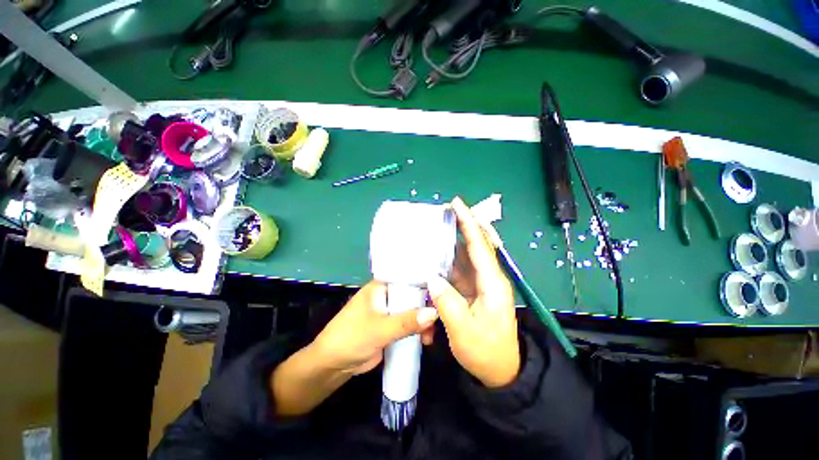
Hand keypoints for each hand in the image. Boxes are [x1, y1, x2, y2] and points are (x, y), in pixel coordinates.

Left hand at [310, 281, 437, 374]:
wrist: (333, 366)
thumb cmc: (351, 338)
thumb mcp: (379, 329)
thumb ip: (406, 322)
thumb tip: (434, 313)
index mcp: (381, 286)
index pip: (406, 276)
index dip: (424, 280)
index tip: (443, 288)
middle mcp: (387, 295)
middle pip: (413, 294)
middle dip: (426, 305)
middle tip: (439, 318)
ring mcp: (390, 311)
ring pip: (413, 310)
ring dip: (423, 320)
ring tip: (430, 336)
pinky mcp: (391, 326)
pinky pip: (409, 324)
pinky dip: (418, 329)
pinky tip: (426, 339)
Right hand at [428, 196, 519, 387]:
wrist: (500, 370)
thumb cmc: (486, 352)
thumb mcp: (465, 331)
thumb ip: (447, 303)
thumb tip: (432, 278)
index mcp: (492, 283)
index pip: (480, 245)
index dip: (468, 223)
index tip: (457, 204)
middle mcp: (488, 277)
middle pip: (476, 244)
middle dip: (464, 224)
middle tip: (446, 210)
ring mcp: (480, 283)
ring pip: (466, 254)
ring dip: (454, 240)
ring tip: (438, 227)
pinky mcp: (472, 289)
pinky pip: (459, 267)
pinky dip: (449, 257)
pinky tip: (437, 253)